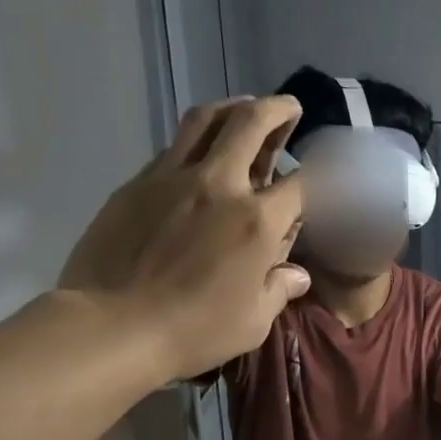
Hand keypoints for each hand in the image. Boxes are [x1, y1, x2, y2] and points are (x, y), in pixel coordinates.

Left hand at [58, 98, 310, 380]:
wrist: (112, 326)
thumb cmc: (194, 331)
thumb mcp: (253, 322)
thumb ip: (278, 290)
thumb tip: (296, 275)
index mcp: (257, 221)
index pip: (303, 183)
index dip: (322, 174)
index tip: (329, 170)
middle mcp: (218, 185)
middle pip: (250, 123)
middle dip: (277, 109)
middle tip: (289, 108)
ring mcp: (172, 178)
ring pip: (204, 120)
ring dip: (232, 107)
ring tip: (245, 109)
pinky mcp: (136, 184)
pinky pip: (172, 148)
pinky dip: (195, 141)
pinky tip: (200, 155)